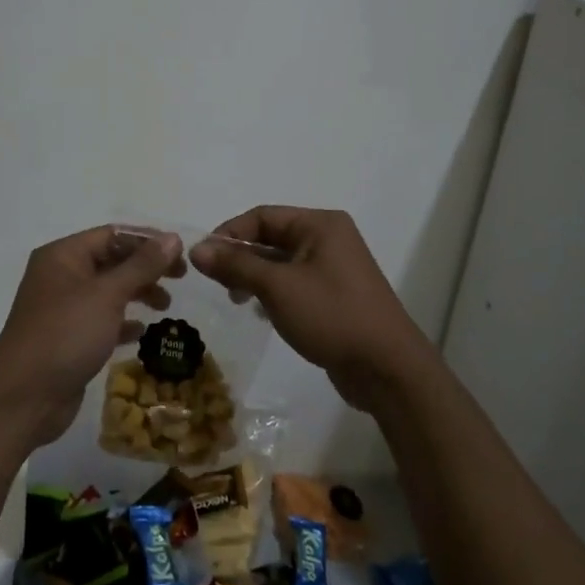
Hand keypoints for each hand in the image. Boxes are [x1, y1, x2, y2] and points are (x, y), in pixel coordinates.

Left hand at [0, 225, 185, 446]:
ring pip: (108, 291)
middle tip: (181, 278)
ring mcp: (63, 308)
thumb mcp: (107, 295)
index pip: (112, 234)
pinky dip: (123, 322)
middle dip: (146, 268)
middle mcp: (61, 276)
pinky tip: (141, 332)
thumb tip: (173, 237)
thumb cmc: (65, 334)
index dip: (148, 240)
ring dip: (138, 293)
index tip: (182, 253)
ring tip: (165, 306)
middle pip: (111, 261)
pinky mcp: (68, 338)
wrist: (23, 397)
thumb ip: (142, 265)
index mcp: (63, 255)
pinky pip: (102, 320)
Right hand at [191, 207, 434, 411]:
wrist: (387, 368)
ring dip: (254, 276)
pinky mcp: (335, 296)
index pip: (263, 216)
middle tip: (217, 283)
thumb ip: (236, 265)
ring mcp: (334, 268)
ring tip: (236, 299)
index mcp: (320, 224)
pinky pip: (294, 283)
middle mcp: (329, 239)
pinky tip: (260, 313)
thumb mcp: (277, 287)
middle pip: (272, 237)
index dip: (229, 233)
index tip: (203, 259)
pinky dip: (273, 292)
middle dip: (241, 257)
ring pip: (281, 263)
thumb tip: (197, 248)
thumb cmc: (331, 316)